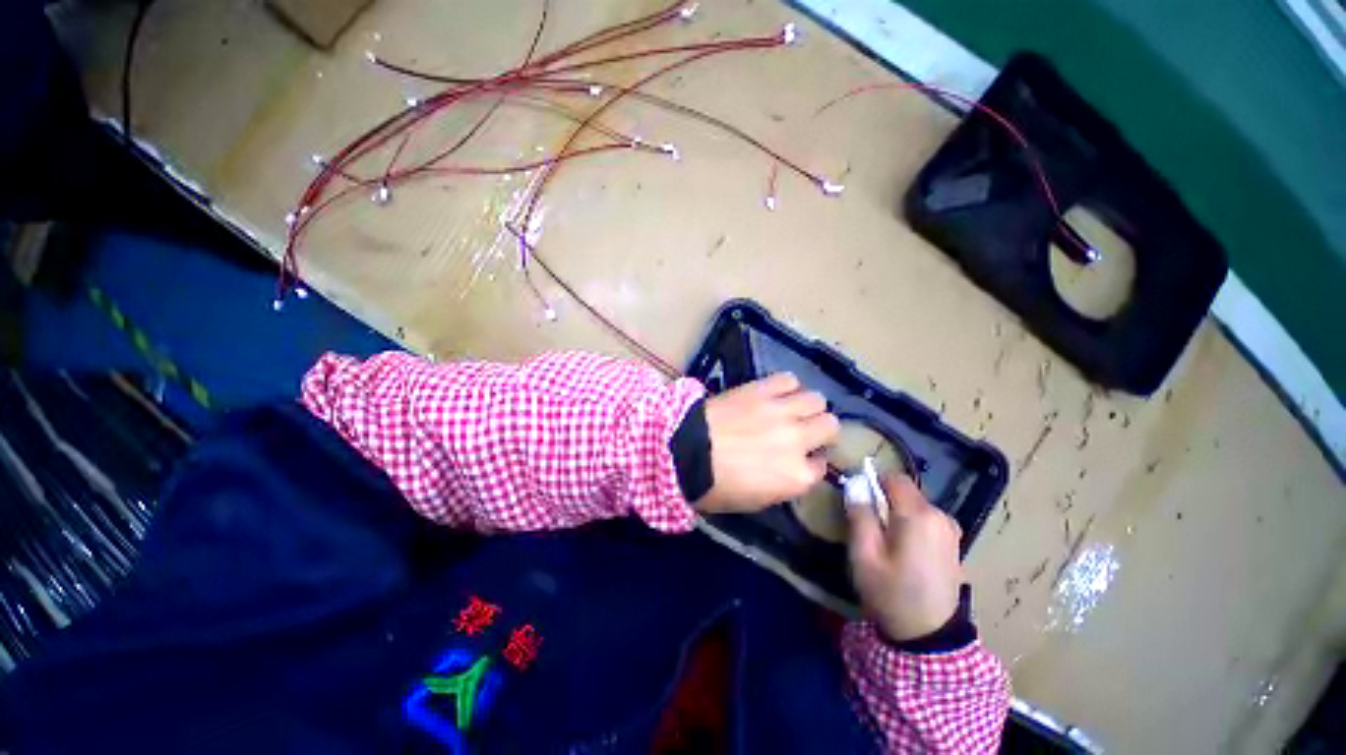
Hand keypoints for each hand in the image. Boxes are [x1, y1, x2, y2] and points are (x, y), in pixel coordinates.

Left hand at [696, 373, 839, 513]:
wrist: (684, 452)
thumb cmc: (714, 485)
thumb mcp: (754, 501)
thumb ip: (782, 485)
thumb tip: (792, 470)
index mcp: (796, 477)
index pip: (821, 467)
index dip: (811, 462)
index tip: (801, 459)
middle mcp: (798, 441)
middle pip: (830, 426)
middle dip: (820, 431)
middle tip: (802, 431)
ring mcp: (781, 412)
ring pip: (817, 400)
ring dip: (807, 406)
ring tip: (791, 409)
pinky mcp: (762, 390)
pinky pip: (789, 379)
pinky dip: (787, 386)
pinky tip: (776, 393)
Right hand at [847, 474, 962, 641]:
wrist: (930, 638)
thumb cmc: (891, 593)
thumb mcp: (864, 554)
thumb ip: (859, 514)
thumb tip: (855, 484)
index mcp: (919, 515)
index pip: (894, 477)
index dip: (873, 481)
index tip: (859, 499)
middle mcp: (941, 516)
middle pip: (905, 492)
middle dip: (884, 501)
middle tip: (868, 527)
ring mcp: (951, 531)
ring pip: (915, 506)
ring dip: (897, 514)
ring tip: (885, 543)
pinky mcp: (954, 545)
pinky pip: (926, 521)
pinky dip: (912, 526)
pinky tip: (904, 552)